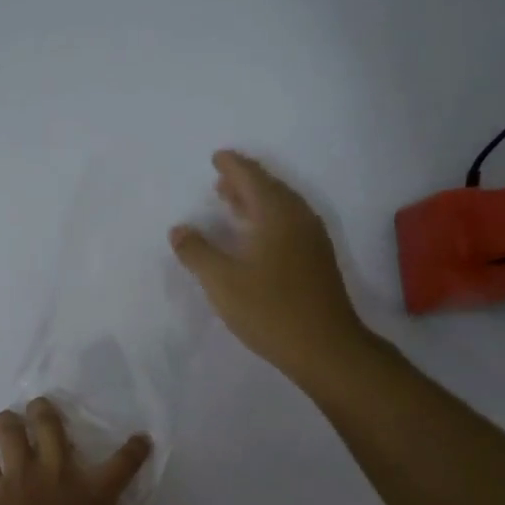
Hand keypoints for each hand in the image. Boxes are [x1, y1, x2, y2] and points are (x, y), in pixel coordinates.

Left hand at [0, 398, 172, 504]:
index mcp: (94, 493)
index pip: (123, 462)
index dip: (135, 449)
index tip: (140, 438)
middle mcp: (58, 474)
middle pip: (52, 426)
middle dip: (46, 411)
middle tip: (41, 405)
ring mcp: (20, 477)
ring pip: (11, 432)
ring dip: (9, 421)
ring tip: (8, 418)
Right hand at [169, 150, 365, 382]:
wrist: (325, 347)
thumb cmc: (270, 310)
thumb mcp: (223, 282)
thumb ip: (197, 253)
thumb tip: (178, 230)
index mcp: (277, 214)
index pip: (252, 178)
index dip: (233, 166)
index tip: (217, 157)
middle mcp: (299, 219)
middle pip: (270, 189)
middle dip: (245, 181)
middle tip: (221, 179)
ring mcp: (313, 240)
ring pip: (282, 208)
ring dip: (257, 202)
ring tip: (234, 204)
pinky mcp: (317, 261)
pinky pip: (289, 225)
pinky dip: (269, 220)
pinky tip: (257, 239)